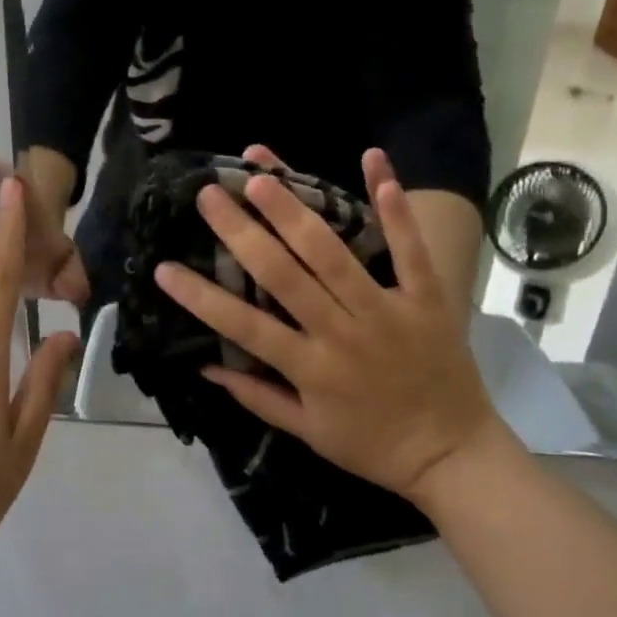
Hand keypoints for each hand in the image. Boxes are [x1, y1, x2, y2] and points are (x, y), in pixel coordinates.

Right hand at [152, 148, 501, 508]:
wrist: (452, 455)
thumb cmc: (371, 445)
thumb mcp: (306, 432)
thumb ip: (256, 396)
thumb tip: (205, 365)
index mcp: (310, 369)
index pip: (243, 326)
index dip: (200, 297)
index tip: (164, 268)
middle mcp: (342, 333)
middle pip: (284, 276)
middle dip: (242, 233)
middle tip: (211, 194)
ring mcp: (386, 311)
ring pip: (334, 255)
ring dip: (296, 212)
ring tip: (262, 176)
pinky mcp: (426, 298)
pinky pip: (410, 248)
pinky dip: (393, 207)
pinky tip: (374, 161)